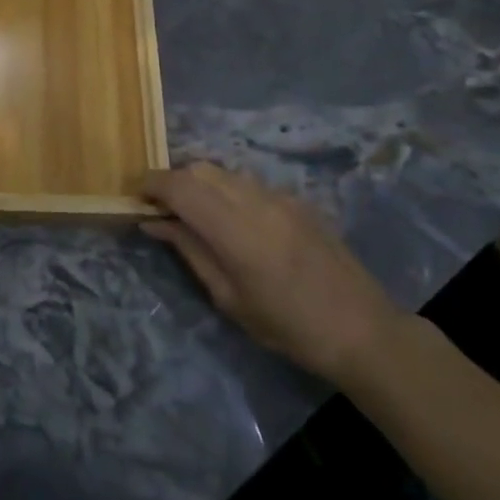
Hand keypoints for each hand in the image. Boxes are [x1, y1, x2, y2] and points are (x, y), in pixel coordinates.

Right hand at [142, 163, 402, 385]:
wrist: (363, 330)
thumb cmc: (288, 326)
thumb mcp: (228, 298)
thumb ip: (190, 251)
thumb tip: (154, 223)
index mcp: (234, 229)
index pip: (180, 186)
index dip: (152, 184)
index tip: (136, 196)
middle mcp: (254, 200)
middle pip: (199, 169)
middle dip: (174, 181)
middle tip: (162, 207)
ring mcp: (279, 196)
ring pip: (224, 171)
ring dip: (201, 183)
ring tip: (195, 212)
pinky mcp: (297, 200)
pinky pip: (249, 182)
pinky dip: (228, 190)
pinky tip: (234, 219)